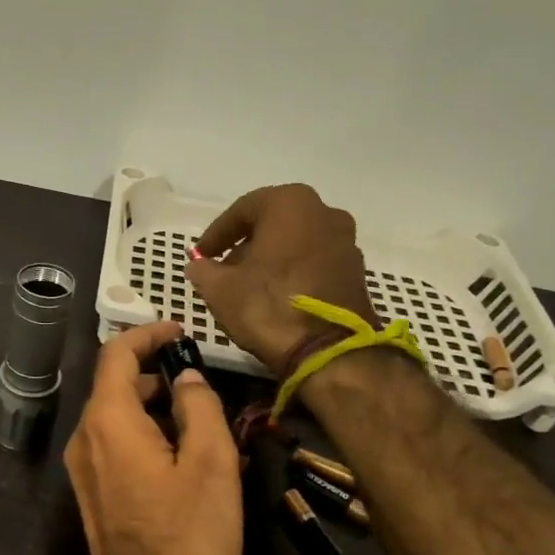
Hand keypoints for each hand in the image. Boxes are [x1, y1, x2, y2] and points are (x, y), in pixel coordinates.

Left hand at [63, 321, 242, 554]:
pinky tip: (183, 453)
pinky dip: (145, 433)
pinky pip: (115, 446)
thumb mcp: (211, 465)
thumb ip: (200, 408)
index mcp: (107, 421)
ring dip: (153, 406)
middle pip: (114, 385)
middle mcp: (84, 439)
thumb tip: (186, 379)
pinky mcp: (92, 495)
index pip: (116, 354)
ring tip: (201, 418)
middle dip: (155, 373)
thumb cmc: (189, 537)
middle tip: (200, 379)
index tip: (180, 331)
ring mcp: (83, 470)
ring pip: (115, 417)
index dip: (147, 335)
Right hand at [185, 184, 377, 372]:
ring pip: (295, 244)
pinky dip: (291, 274)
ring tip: (246, 288)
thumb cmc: (267, 305)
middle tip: (221, 271)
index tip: (199, 255)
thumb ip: (203, 270)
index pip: (241, 211)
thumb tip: (198, 266)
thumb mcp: (219, 288)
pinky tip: (274, 298)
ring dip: (269, 260)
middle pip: (272, 225)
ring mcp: (345, 241)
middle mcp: (323, 212)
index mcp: (289, 203)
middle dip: (244, 246)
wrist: (329, 350)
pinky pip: (313, 263)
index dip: (215, 234)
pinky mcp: (355, 272)